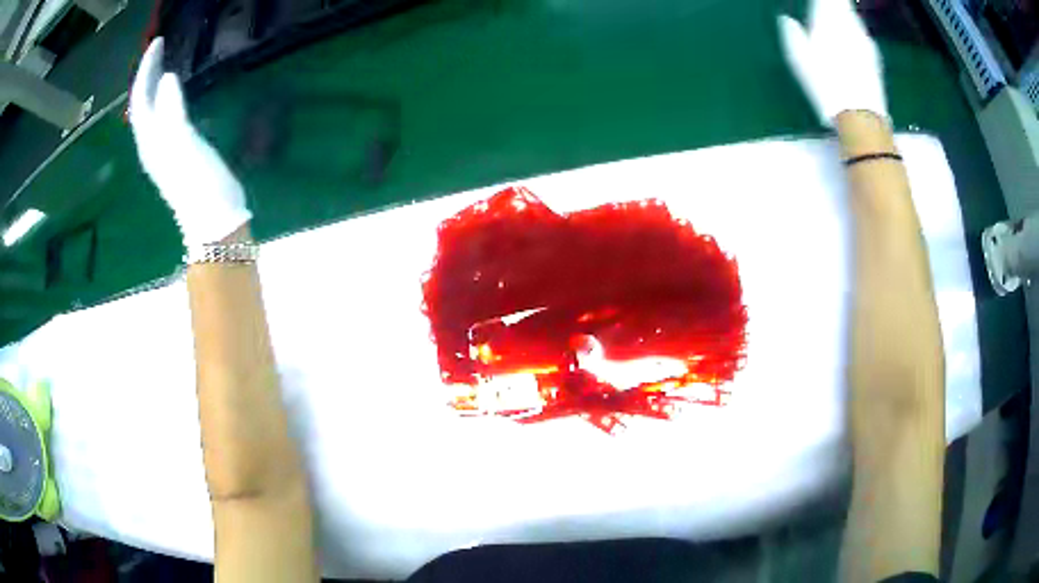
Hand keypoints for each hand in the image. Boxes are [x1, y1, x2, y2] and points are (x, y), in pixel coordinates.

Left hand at [129, 38, 251, 247]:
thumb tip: (166, 77)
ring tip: (163, 64)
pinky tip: (175, 93)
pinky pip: (164, 117)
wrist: (213, 219)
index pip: (141, 97)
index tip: (159, 42)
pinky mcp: (177, 152)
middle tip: (161, 47)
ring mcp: (164, 149)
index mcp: (151, 139)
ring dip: (154, 86)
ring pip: (151, 111)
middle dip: (148, 74)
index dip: (146, 69)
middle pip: (143, 103)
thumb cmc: (199, 181)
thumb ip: (172, 111)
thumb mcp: (184, 143)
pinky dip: (166, 99)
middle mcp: (152, 143)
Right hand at [778, 0, 887, 126]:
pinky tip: (848, 43)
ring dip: (843, 16)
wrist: (861, 115)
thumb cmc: (826, 85)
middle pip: (842, 5)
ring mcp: (865, 40)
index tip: (816, 5)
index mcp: (829, 20)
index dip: (822, 1)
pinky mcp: (874, 56)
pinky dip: (853, 32)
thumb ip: (793, 34)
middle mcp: (850, 24)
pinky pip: (861, 34)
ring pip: (853, 18)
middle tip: (823, 9)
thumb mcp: (800, 59)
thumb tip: (787, 20)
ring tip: (834, 22)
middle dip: (833, 5)